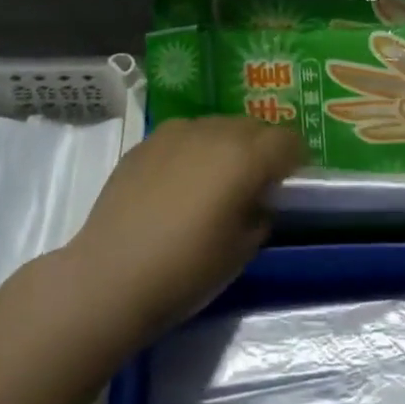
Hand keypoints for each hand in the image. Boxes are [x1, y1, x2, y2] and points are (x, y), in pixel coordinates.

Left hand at [66, 116, 303, 340]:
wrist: (109, 277)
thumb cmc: (186, 270)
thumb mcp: (241, 251)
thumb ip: (260, 214)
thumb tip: (258, 201)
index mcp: (245, 156)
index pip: (288, 140)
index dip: (295, 160)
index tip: (289, 184)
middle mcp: (214, 132)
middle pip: (253, 126)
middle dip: (261, 149)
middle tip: (253, 185)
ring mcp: (176, 132)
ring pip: (217, 126)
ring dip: (225, 146)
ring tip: (212, 183)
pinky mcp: (146, 142)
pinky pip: (184, 136)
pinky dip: (191, 152)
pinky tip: (176, 185)